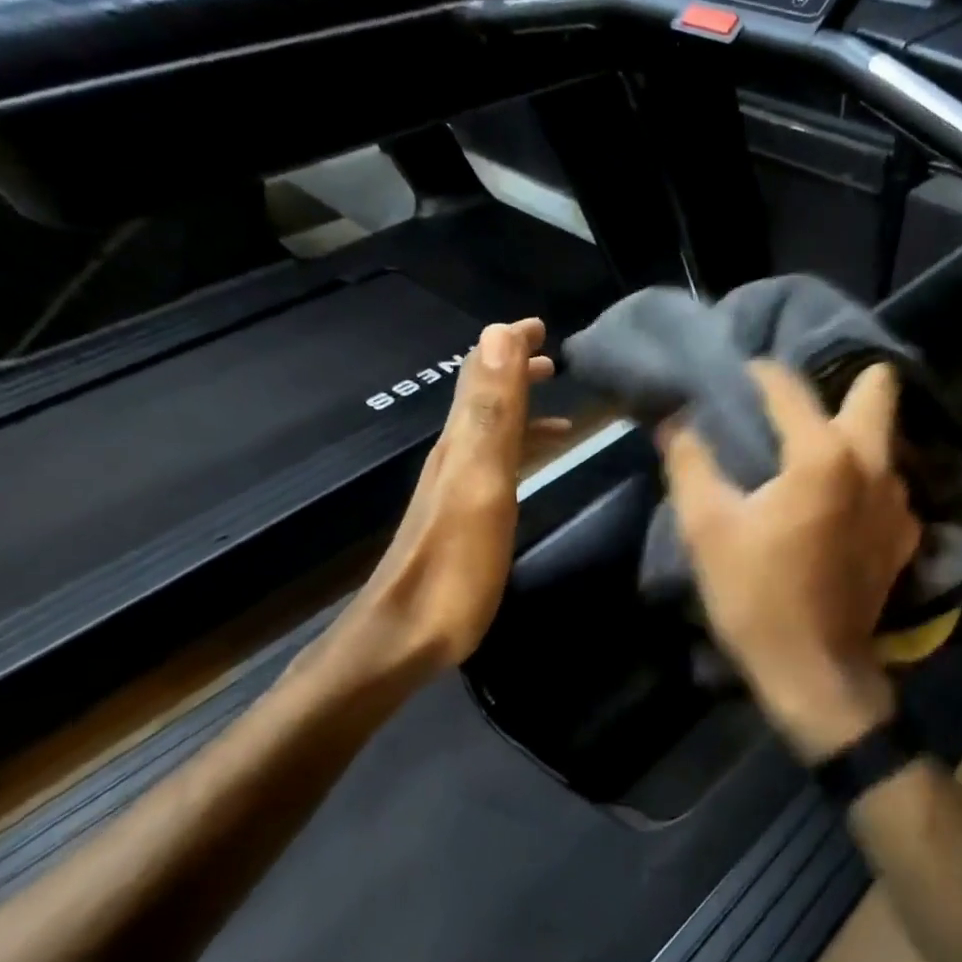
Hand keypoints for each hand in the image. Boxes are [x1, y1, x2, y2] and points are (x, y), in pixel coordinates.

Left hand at [303, 317, 559, 700]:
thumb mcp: (479, 482)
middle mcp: (456, 456)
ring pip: (490, 429)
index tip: (542, 325)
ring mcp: (457, 488)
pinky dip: (519, 446)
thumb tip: (497, 334)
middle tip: (552, 356)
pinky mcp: (464, 517)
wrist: (406, 636)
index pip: (482, 373)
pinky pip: (496, 462)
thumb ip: (491, 412)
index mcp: (462, 441)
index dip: (509, 344)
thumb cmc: (454, 564)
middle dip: (514, 369)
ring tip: (555, 400)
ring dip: (518, 406)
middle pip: (484, 397)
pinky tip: (533, 461)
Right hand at [663, 361, 920, 762]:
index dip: (759, 375)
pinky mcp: (906, 535)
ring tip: (811, 454)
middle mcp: (874, 464)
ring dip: (852, 433)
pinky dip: (862, 479)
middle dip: (842, 382)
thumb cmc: (757, 597)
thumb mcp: (707, 528)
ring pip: (884, 439)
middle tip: (799, 406)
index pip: (789, 388)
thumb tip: (676, 421)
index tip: (738, 377)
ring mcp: (900, 501)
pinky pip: (887, 484)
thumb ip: (690, 462)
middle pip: (878, 389)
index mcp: (823, 455)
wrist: (816, 673)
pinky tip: (834, 505)